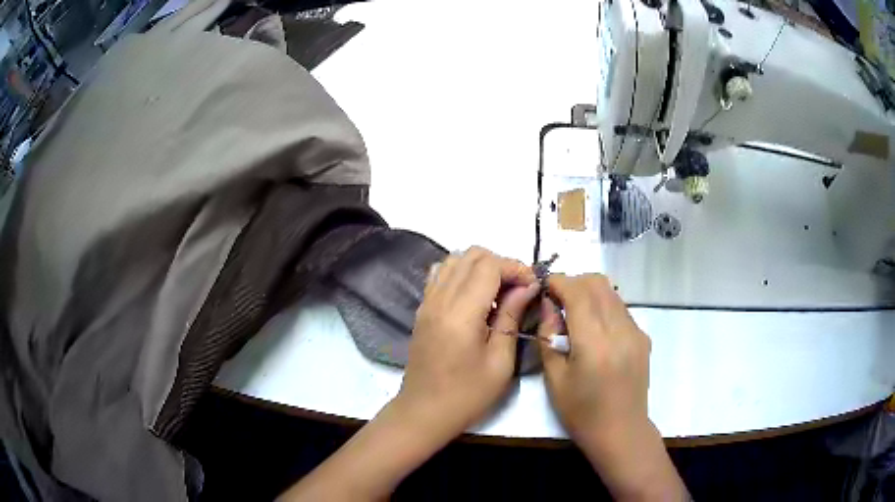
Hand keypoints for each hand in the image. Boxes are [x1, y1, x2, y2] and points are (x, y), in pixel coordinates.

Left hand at [280, 247, 539, 500]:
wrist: (424, 412)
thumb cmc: (467, 395)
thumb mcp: (500, 361)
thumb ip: (512, 316)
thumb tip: (526, 286)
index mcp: (460, 313)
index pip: (489, 266)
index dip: (515, 268)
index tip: (533, 286)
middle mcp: (439, 299)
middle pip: (471, 255)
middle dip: (501, 263)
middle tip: (519, 289)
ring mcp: (427, 302)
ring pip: (454, 260)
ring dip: (481, 267)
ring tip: (499, 292)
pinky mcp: (422, 309)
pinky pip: (441, 275)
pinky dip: (462, 274)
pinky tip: (475, 298)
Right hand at [538, 273, 687, 500]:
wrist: (620, 431)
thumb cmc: (581, 412)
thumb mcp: (554, 378)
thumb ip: (549, 336)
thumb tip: (548, 305)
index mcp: (594, 342)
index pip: (577, 292)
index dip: (558, 282)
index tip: (543, 286)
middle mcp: (619, 329)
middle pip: (597, 283)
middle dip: (574, 282)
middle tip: (557, 300)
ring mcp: (636, 331)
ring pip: (611, 292)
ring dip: (590, 293)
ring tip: (574, 314)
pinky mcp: (643, 337)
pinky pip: (620, 309)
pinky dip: (604, 307)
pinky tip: (595, 330)